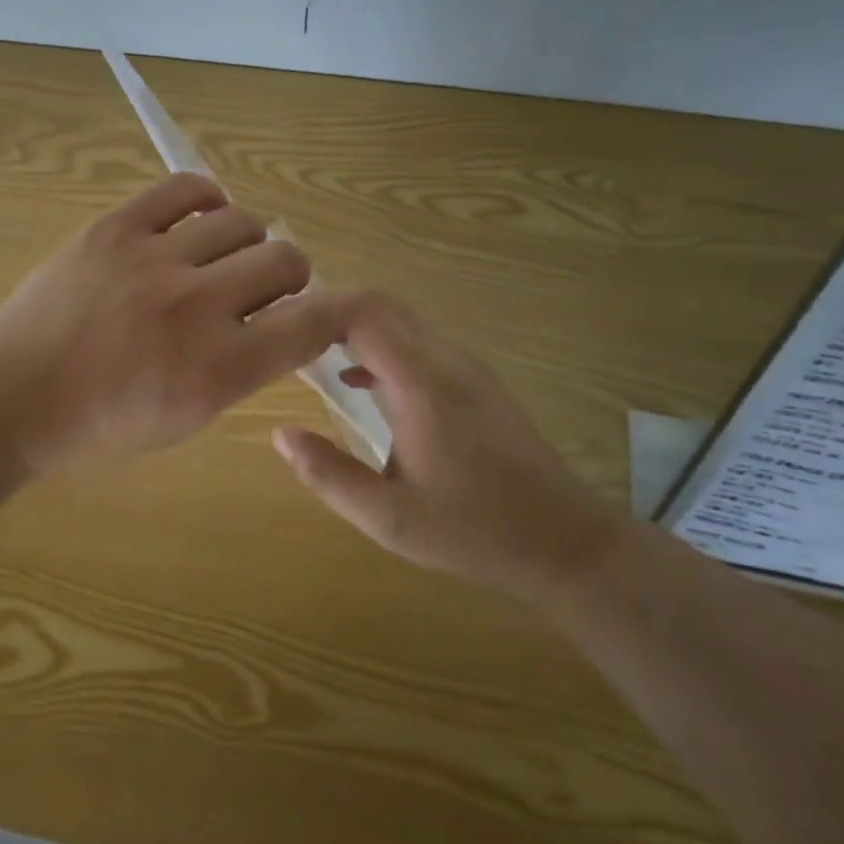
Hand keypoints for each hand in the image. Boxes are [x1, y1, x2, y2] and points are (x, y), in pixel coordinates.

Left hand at [0, 173, 349, 476]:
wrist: (14, 395)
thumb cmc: (102, 424)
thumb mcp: (188, 418)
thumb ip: (243, 370)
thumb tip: (282, 323)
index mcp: (218, 370)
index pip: (312, 324)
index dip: (336, 313)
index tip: (328, 312)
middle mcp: (196, 306)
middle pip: (286, 260)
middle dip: (289, 276)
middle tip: (263, 288)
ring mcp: (155, 259)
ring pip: (243, 220)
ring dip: (248, 240)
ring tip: (224, 256)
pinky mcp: (117, 227)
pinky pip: (186, 188)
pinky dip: (207, 199)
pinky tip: (201, 218)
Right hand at [273, 292, 623, 598]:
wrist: (563, 539)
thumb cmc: (474, 530)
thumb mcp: (389, 517)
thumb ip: (328, 474)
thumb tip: (280, 433)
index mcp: (421, 382)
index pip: (362, 313)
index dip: (316, 311)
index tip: (280, 330)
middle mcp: (444, 358)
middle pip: (380, 304)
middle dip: (330, 311)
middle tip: (287, 338)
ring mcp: (464, 365)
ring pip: (400, 319)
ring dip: (354, 326)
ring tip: (311, 353)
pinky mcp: (474, 380)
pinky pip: (418, 341)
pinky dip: (380, 345)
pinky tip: (360, 382)